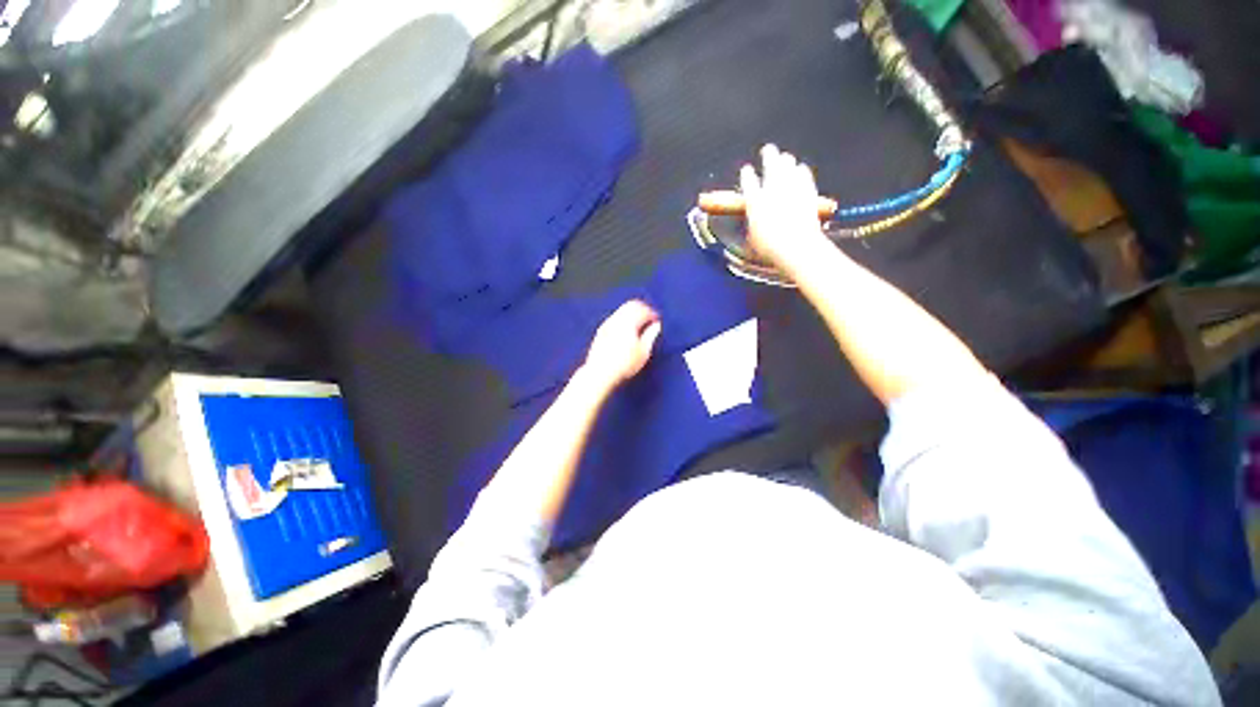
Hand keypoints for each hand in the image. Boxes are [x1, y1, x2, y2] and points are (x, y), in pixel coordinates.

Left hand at [581, 300, 661, 389]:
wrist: (600, 373)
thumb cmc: (624, 364)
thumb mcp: (643, 352)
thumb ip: (650, 336)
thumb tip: (656, 326)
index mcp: (628, 322)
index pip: (642, 309)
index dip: (652, 314)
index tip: (657, 321)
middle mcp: (616, 319)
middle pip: (631, 305)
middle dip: (642, 309)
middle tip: (649, 318)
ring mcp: (606, 324)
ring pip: (621, 311)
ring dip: (631, 314)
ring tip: (639, 326)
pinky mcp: (600, 331)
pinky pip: (614, 318)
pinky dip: (623, 320)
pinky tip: (626, 332)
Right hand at [740, 144, 830, 272]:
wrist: (796, 247)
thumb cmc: (770, 248)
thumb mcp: (752, 238)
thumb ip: (752, 223)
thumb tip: (753, 221)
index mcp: (755, 201)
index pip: (748, 179)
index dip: (747, 174)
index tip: (747, 170)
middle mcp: (772, 189)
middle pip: (770, 162)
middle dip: (768, 154)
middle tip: (768, 150)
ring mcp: (792, 187)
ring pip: (788, 163)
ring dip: (785, 160)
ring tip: (784, 158)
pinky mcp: (807, 191)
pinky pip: (803, 173)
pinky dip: (800, 170)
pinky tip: (800, 169)